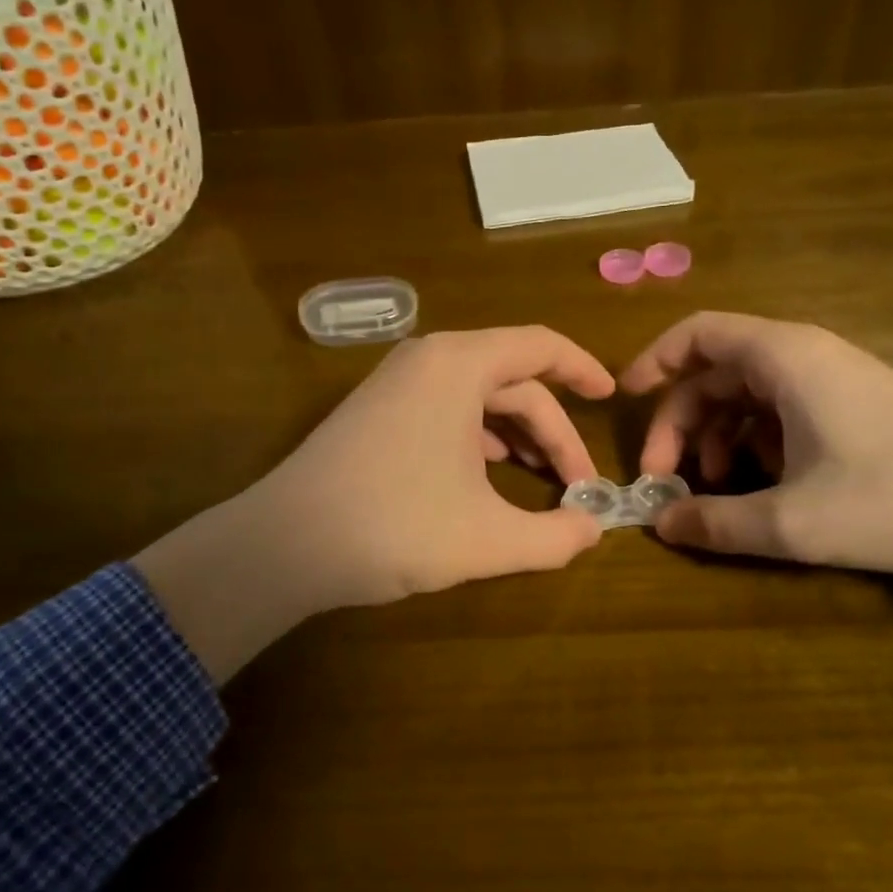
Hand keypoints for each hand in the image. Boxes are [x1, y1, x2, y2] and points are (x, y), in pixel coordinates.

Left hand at [137, 327, 613, 678]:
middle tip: (577, 486)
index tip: (610, 400)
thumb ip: (555, 537)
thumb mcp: (489, 539)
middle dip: (551, 431)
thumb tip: (594, 530)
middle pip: (513, 380)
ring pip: (478, 397)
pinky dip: (479, 439)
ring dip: (517, 436)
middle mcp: (428, 359)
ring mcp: (396, 383)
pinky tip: (488, 478)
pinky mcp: (376, 411)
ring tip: (541, 481)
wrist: (282, 545)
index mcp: (460, 365)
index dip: (583, 370)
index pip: (541, 346)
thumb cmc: (395, 527)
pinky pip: (446, 409)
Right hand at [620, 311, 892, 570]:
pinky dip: (753, 441)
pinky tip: (761, 484)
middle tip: (666, 477)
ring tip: (715, 488)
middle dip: (680, 422)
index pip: (696, 333)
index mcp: (783, 357)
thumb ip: (716, 523)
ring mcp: (830, 378)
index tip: (624, 401)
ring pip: (745, 393)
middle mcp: (802, 355)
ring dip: (716, 436)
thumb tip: (659, 524)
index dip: (653, 361)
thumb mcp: (793, 521)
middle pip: (714, 371)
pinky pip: (779, 409)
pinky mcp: (850, 403)